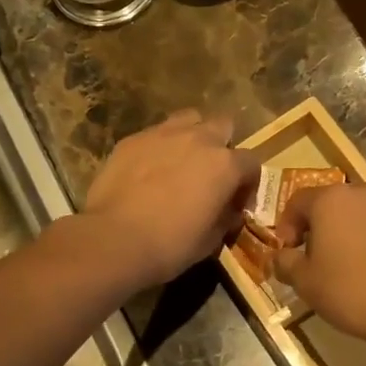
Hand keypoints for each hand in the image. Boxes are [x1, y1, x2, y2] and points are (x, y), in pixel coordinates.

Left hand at [80, 111, 261, 289]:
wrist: (115, 240)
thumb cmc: (170, 245)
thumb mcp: (211, 240)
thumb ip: (226, 217)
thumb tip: (229, 211)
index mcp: (224, 165)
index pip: (251, 163)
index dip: (247, 183)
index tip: (237, 203)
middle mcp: (198, 139)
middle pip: (222, 126)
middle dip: (222, 146)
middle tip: (211, 173)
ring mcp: (162, 134)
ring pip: (188, 120)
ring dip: (192, 136)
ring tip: (181, 161)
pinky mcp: (132, 139)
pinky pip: (154, 135)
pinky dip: (158, 148)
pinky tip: (148, 170)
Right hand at [272, 183, 365, 339]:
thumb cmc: (349, 291)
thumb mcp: (304, 282)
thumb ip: (285, 262)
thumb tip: (281, 256)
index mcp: (332, 199)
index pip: (298, 201)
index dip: (288, 224)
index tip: (289, 250)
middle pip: (336, 203)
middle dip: (325, 225)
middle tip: (322, 256)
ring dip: (358, 230)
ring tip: (357, 262)